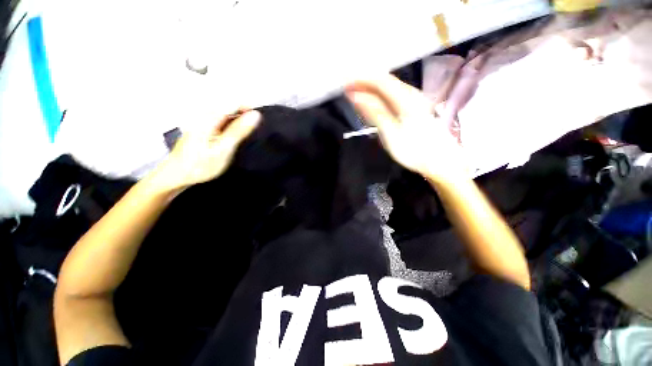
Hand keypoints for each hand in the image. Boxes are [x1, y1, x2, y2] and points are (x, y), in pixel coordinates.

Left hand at [152, 109, 260, 192]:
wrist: (178, 175)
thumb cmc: (199, 165)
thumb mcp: (223, 149)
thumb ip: (238, 130)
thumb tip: (255, 115)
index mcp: (210, 118)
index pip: (234, 102)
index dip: (249, 108)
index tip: (258, 120)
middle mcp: (205, 115)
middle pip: (230, 106)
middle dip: (244, 115)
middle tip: (251, 132)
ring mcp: (203, 121)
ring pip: (226, 114)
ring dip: (238, 122)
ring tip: (243, 136)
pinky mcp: (203, 128)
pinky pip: (221, 121)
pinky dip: (231, 127)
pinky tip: (232, 138)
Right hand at [346, 75, 464, 180]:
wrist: (440, 161)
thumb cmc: (414, 150)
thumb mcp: (391, 133)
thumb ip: (374, 112)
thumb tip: (356, 96)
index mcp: (405, 98)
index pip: (379, 80)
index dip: (361, 79)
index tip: (344, 84)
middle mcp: (410, 94)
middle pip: (384, 81)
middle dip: (364, 83)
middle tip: (346, 90)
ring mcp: (413, 100)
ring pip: (388, 87)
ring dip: (370, 89)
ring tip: (354, 95)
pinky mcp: (413, 108)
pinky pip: (392, 96)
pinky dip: (378, 97)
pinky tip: (371, 103)